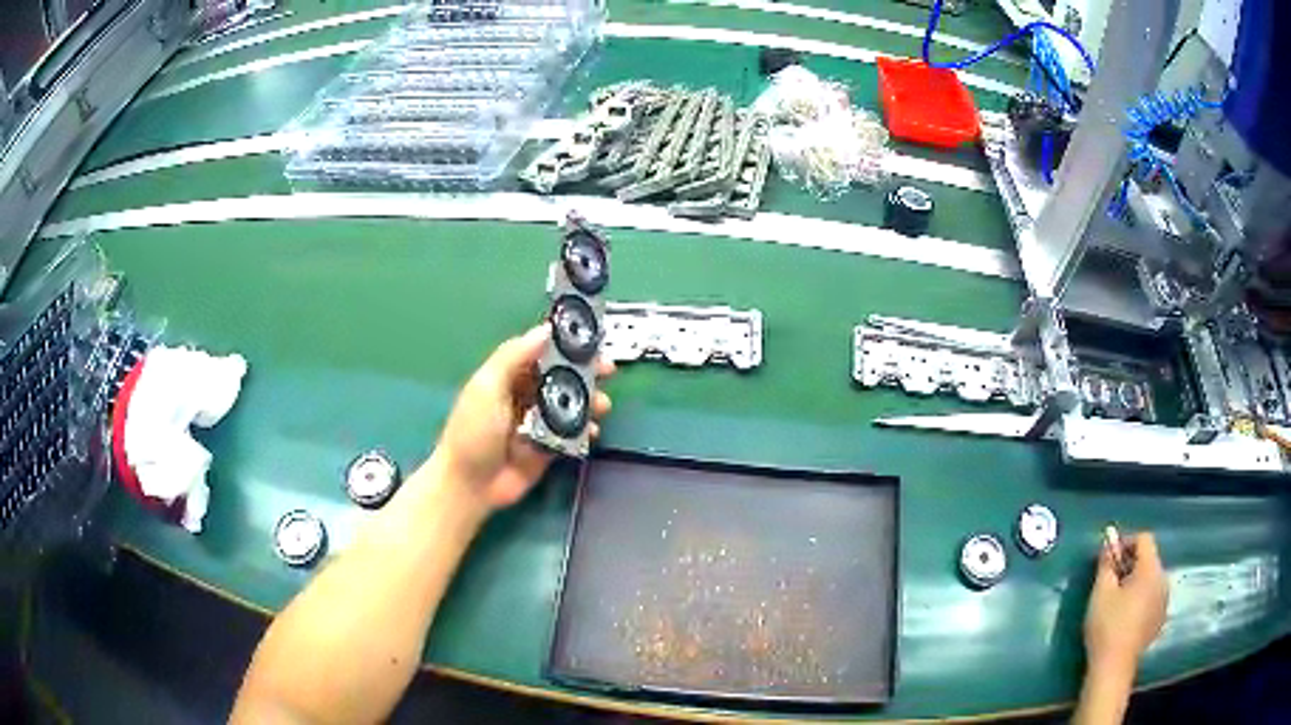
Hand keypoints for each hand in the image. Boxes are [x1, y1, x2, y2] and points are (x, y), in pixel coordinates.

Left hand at [430, 325, 612, 512]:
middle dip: (585, 371)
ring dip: (590, 400)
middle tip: (607, 370)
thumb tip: (546, 329)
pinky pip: (573, 433)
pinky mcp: (549, 446)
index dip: (565, 344)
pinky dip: (586, 429)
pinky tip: (593, 430)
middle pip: (561, 376)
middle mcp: (525, 395)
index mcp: (508, 375)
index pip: (541, 352)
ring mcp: (539, 422)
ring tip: (603, 404)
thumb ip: (514, 356)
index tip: (589, 340)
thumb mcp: (487, 386)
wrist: (470, 484)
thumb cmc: (473, 431)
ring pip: (571, 404)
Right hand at [1084, 532, 1168, 677]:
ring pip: (1151, 579)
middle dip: (1130, 564)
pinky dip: (1141, 598)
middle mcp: (1163, 579)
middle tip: (1110, 580)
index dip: (1126, 542)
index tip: (1109, 558)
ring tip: (1117, 600)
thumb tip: (1108, 545)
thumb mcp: (1100, 593)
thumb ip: (1106, 564)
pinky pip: (1153, 597)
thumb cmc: (1107, 626)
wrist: (1114, 667)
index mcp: (1151, 569)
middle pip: (1149, 559)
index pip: (1144, 539)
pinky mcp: (1160, 618)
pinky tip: (1126, 616)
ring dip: (1136, 581)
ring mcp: (1164, 600)